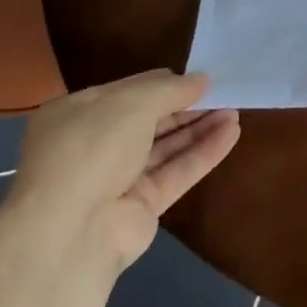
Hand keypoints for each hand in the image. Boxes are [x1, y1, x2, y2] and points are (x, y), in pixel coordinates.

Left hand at [1, 71, 239, 273]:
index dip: (163, 83)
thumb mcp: (132, 103)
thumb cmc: (92, 148)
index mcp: (77, 114)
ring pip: (166, 147)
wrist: (71, 230)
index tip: (198, 76)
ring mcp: (117, 179)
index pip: (127, 92)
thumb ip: (170, 89)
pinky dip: (203, 153)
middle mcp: (94, 145)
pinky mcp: (141, 206)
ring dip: (199, 128)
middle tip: (223, 93)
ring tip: (235, 111)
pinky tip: (231, 133)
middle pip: (149, 120)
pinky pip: (177, 172)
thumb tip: (202, 79)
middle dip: (186, 106)